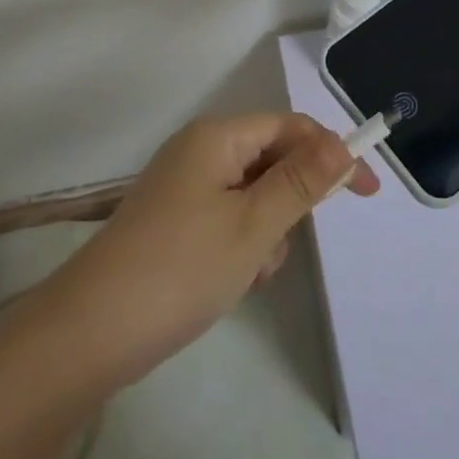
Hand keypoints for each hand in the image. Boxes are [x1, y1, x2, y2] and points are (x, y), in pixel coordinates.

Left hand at [43, 113, 378, 386]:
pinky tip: (232, 280)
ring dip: (266, 230)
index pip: (290, 127)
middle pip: (271, 159)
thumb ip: (303, 182)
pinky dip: (242, 244)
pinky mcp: (175, 221)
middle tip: (280, 246)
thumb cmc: (182, 267)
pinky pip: (229, 218)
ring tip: (249, 270)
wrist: (91, 332)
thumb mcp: (254, 225)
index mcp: (217, 137)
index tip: (367, 191)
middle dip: (289, 202)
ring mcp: (184, 187)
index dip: (332, 153)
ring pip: (253, 195)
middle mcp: (199, 150)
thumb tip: (344, 143)